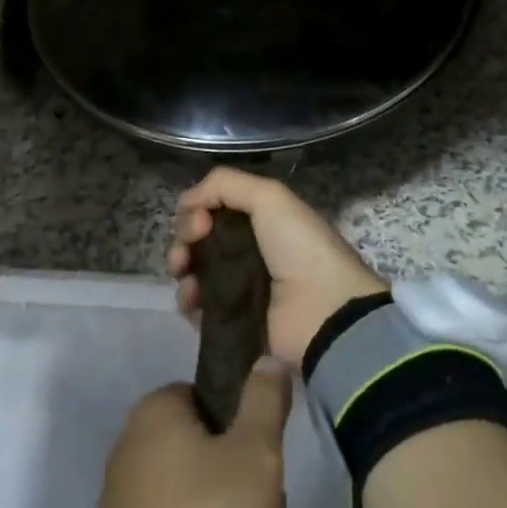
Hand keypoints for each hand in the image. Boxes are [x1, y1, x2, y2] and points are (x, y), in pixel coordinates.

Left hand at [90, 365, 291, 507]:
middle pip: (210, 452)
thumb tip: (267, 358)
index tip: (264, 465)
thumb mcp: (254, 452)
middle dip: (243, 488)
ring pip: (201, 498)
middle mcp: (133, 444)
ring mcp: (127, 497)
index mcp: (156, 410)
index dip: (246, 429)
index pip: (213, 398)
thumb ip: (265, 401)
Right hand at [170, 168, 387, 368]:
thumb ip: (224, 184)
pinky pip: (198, 308)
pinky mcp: (232, 323)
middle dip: (185, 236)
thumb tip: (185, 201)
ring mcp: (239, 288)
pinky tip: (192, 299)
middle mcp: (248, 251)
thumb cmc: (299, 248)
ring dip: (181, 266)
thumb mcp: (269, 197)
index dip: (198, 210)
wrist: (325, 311)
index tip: (200, 220)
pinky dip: (188, 301)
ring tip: (184, 271)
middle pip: (200, 238)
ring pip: (194, 271)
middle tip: (190, 244)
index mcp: (260, 220)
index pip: (214, 209)